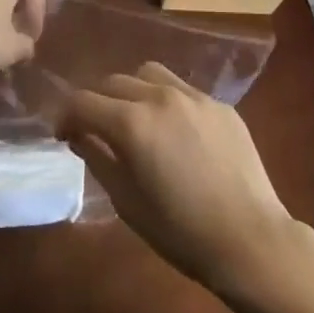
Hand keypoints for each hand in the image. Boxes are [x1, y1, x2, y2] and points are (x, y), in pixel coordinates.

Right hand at [60, 63, 299, 296]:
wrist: (249, 239)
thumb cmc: (181, 231)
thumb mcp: (127, 202)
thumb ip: (98, 158)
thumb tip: (79, 134)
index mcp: (132, 123)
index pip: (83, 102)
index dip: (66, 116)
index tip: (63, 134)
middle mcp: (160, 96)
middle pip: (113, 82)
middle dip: (97, 102)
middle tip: (96, 129)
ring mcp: (194, 96)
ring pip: (148, 73)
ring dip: (131, 91)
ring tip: (136, 118)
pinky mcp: (219, 104)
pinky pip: (182, 89)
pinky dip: (166, 100)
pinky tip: (175, 131)